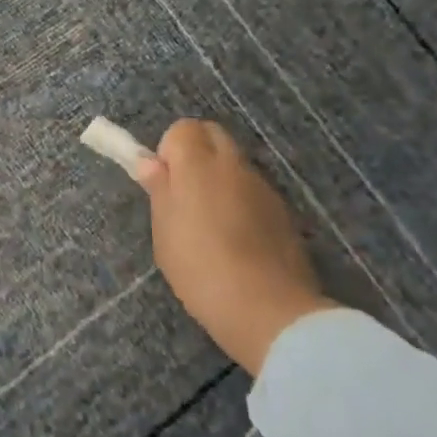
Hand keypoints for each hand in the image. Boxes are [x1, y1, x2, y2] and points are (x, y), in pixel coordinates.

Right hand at [137, 120, 331, 375]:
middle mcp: (234, 166)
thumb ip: (159, 190)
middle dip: (196, 154)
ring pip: (235, 165)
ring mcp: (264, 188)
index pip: (183, 128)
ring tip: (210, 225)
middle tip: (183, 194)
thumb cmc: (199, 265)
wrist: (266, 309)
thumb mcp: (164, 229)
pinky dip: (241, 203)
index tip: (164, 183)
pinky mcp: (285, 214)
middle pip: (213, 135)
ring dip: (220, 180)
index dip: (169, 151)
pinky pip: (254, 193)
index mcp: (198, 164)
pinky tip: (236, 241)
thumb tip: (151, 164)